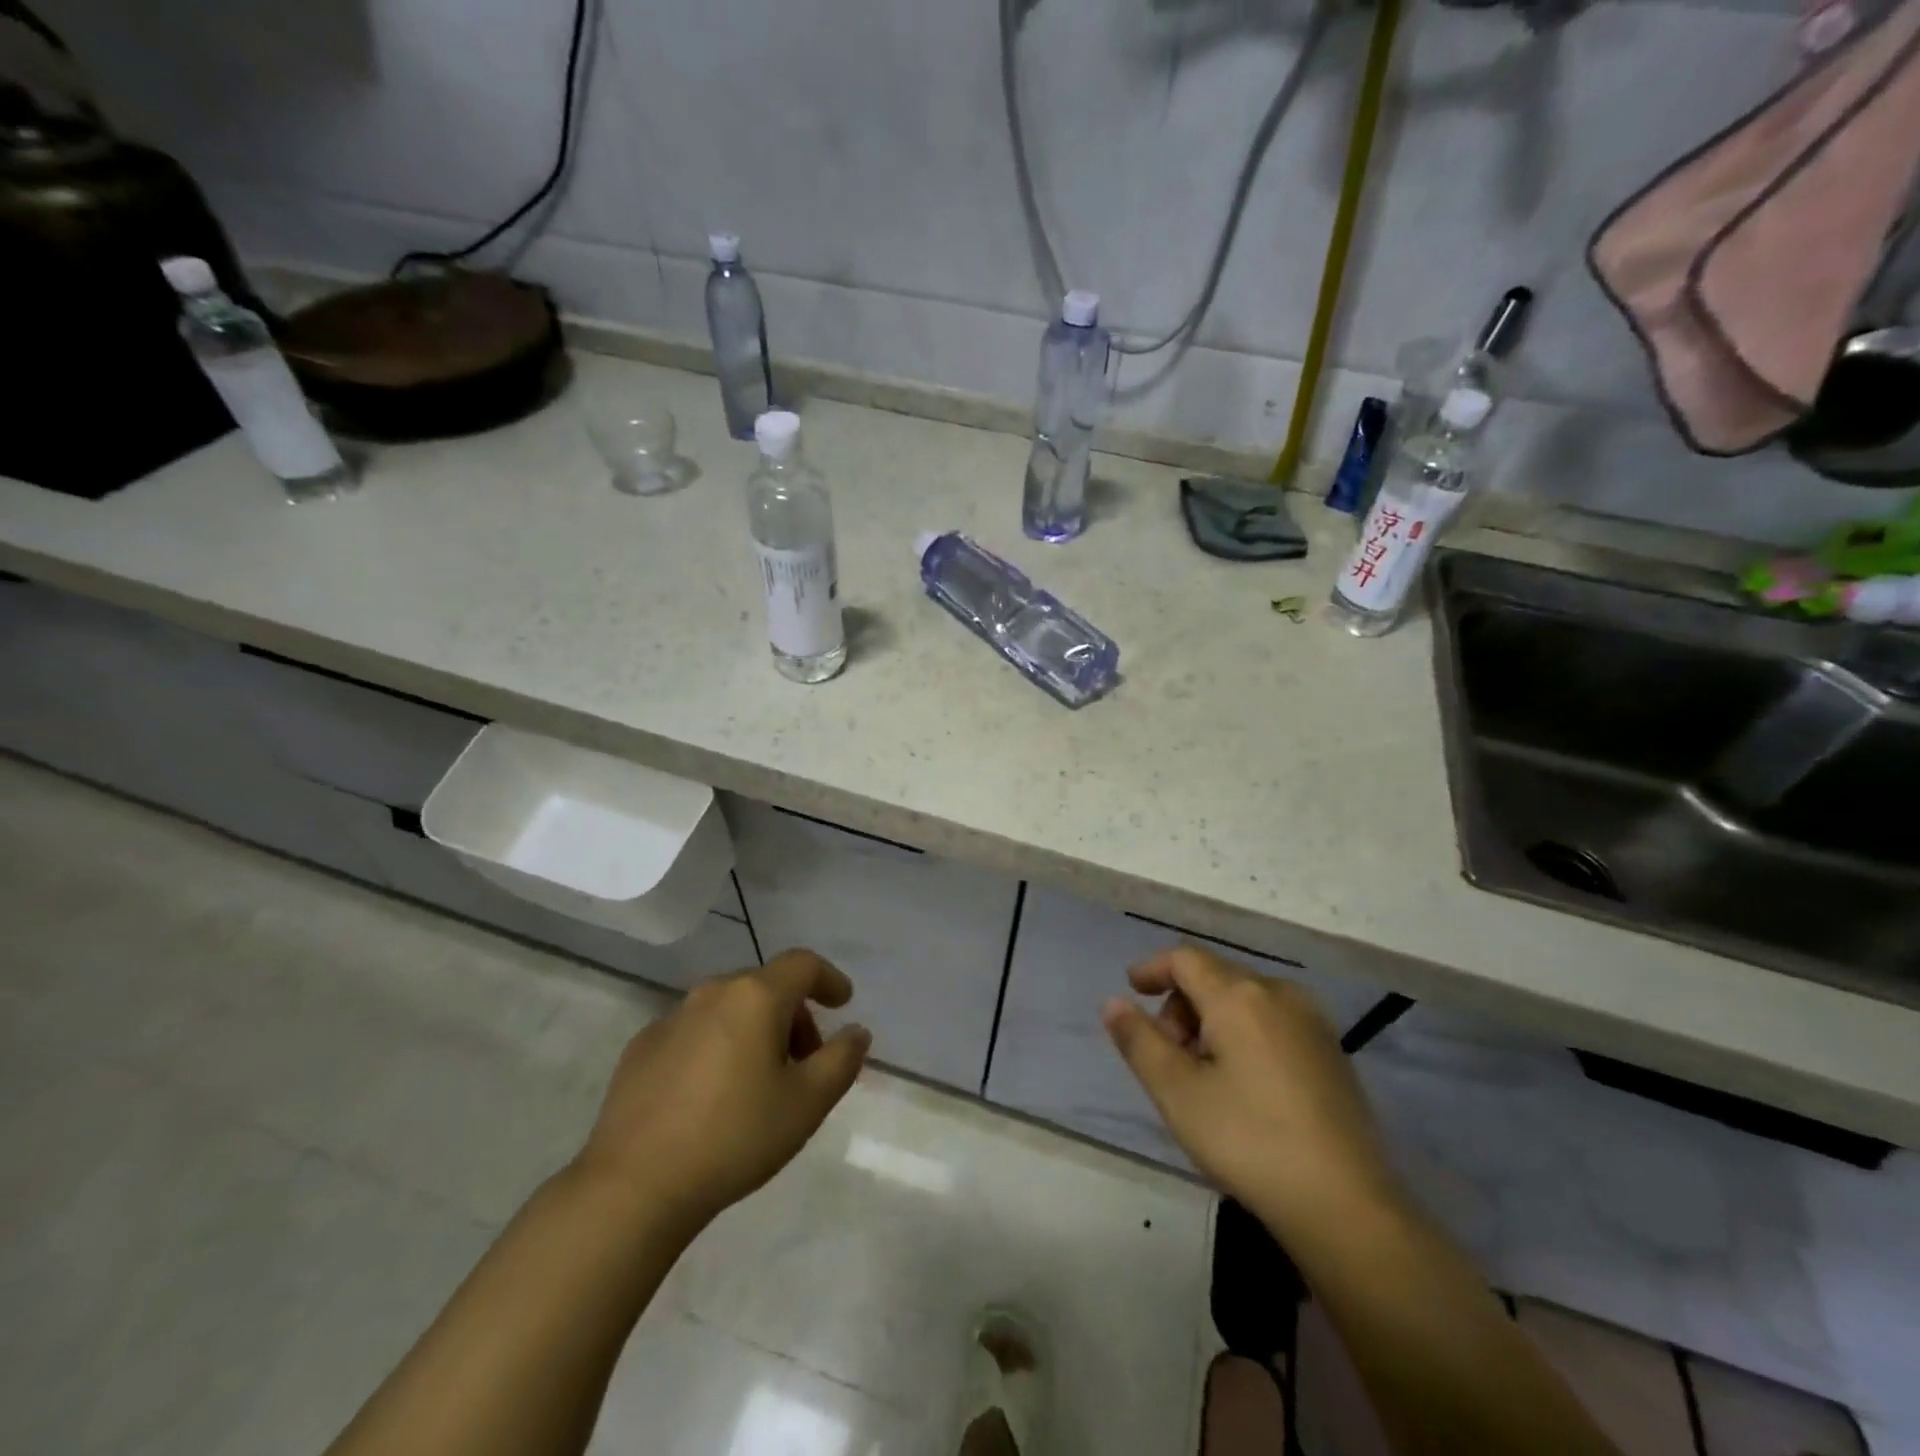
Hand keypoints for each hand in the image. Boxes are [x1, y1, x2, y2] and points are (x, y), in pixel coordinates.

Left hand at [575, 949, 871, 1229]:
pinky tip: (712, 1095)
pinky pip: (695, 1032)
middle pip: (766, 986)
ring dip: (755, 1031)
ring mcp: (671, 1018)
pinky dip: (717, 1047)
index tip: (843, 1003)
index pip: (803, 964)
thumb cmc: (735, 1136)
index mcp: (755, 997)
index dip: (829, 979)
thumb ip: (842, 1060)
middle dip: (794, 1015)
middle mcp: (712, 993)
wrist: (634, 1186)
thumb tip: (856, 1032)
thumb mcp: (807, 1103)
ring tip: (760, 1082)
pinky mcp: (641, 1048)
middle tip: (805, 1062)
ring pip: (729, 1008)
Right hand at [1102, 947, 1398, 1233]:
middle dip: (1181, 1002)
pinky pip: (1273, 1020)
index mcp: (1239, 996)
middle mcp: (1279, 993)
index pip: (1185, 958)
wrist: (1347, 1205)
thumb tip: (1113, 1002)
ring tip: (1202, 1072)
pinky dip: (1244, 1032)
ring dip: (1212, 1019)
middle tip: (1166, 1052)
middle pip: (1216, 976)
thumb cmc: (1249, 1140)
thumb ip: (1139, 1040)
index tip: (1132, 990)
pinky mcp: (1332, 1052)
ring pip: (1246, 999)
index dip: (1153, 968)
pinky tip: (1243, 1083)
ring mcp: (1312, 1022)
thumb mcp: (1177, 1092)